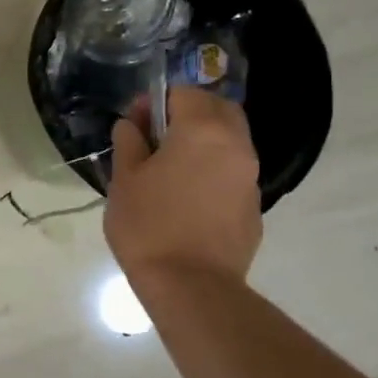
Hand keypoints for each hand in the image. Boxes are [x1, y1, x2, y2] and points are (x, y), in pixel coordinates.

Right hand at [105, 86, 262, 288]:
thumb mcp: (124, 179)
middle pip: (218, 110)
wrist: (190, 285)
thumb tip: (131, 126)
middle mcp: (236, 145)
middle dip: (188, 113)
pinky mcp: (253, 206)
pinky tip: (187, 198)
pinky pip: (233, 172)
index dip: (155, 102)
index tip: (134, 125)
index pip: (184, 93)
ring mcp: (250, 177)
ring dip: (203, 142)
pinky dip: (213, 171)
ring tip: (170, 169)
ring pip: (230, 141)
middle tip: (156, 138)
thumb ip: (128, 142)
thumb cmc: (148, 224)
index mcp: (202, 130)